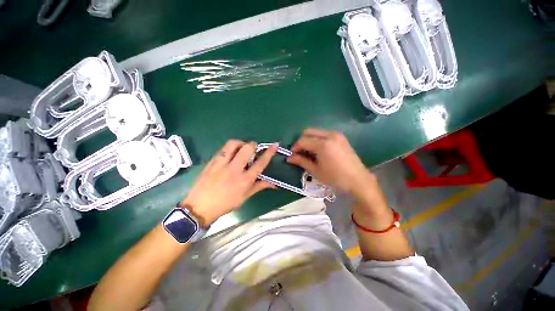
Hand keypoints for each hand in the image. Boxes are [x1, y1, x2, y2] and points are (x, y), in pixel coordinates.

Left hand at [181, 140, 276, 225]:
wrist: (199, 207)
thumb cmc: (225, 204)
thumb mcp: (244, 197)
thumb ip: (259, 186)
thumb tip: (274, 184)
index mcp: (245, 180)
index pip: (260, 163)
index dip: (269, 153)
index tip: (274, 145)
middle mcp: (234, 170)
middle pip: (247, 149)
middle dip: (253, 145)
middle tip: (253, 149)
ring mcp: (221, 164)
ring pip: (233, 144)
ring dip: (240, 143)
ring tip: (241, 148)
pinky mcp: (212, 161)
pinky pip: (223, 149)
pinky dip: (229, 148)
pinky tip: (230, 154)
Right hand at [287, 129, 385, 210]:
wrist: (358, 180)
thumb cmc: (335, 178)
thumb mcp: (316, 171)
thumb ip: (301, 161)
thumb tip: (289, 158)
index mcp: (323, 144)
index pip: (302, 141)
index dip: (295, 147)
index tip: (292, 155)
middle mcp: (329, 135)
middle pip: (308, 132)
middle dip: (301, 141)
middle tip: (300, 152)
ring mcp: (336, 135)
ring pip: (316, 132)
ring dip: (309, 140)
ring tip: (309, 152)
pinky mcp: (341, 137)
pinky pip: (324, 134)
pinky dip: (317, 139)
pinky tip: (318, 151)